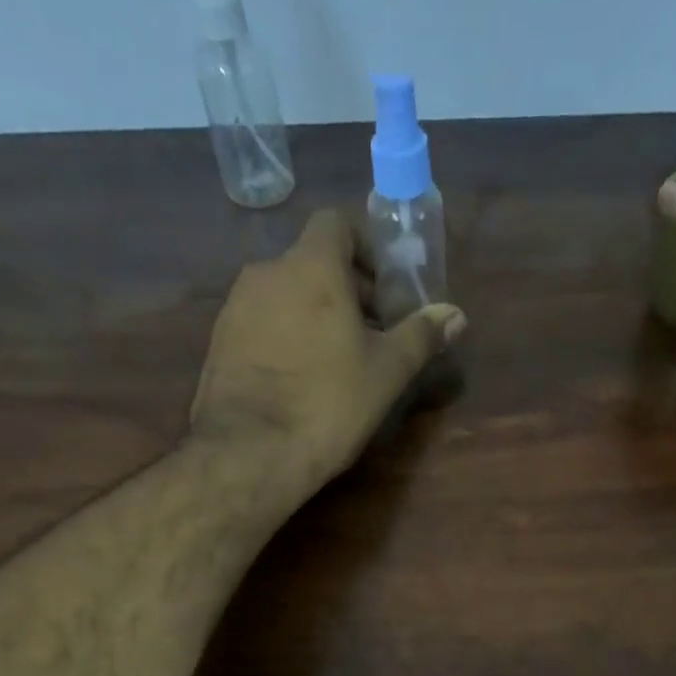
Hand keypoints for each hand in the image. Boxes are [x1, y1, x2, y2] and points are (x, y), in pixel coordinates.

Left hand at [189, 209, 466, 489]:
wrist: (250, 452)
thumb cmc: (328, 404)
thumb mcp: (387, 372)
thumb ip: (421, 336)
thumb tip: (455, 315)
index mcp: (311, 266)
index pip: (338, 223)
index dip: (366, 246)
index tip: (386, 284)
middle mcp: (267, 272)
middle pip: (313, 261)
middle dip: (347, 288)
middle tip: (373, 331)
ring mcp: (236, 307)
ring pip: (285, 294)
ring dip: (315, 314)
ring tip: (338, 360)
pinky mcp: (219, 343)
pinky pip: (262, 324)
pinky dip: (286, 336)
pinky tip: (301, 379)